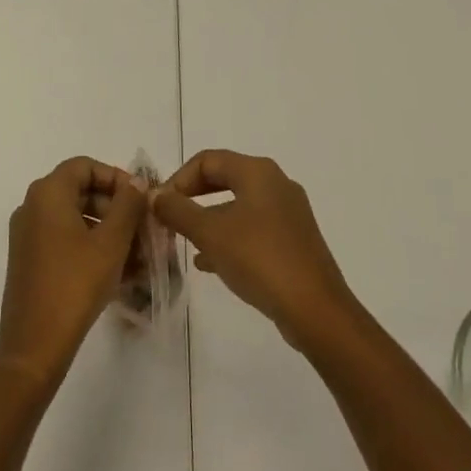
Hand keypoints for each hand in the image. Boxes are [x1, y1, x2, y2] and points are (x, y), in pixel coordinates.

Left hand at [0, 157, 146, 389]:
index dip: (116, 177)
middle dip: (115, 208)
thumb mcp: (111, 243)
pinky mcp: (29, 260)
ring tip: (137, 255)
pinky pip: (64, 239)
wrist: (34, 345)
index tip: (140, 201)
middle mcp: (32, 206)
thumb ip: (127, 205)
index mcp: (47, 193)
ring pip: (75, 218)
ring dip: (107, 230)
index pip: (85, 166)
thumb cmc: (75, 285)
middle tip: (143, 230)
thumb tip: (136, 181)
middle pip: (80, 190)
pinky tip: (117, 271)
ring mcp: (27, 234)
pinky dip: (90, 247)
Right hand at [152, 149, 359, 351]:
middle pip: (224, 178)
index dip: (178, 178)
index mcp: (257, 172)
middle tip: (170, 218)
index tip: (161, 205)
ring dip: (208, 219)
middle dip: (192, 196)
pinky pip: (252, 228)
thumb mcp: (210, 233)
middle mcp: (276, 183)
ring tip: (184, 241)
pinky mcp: (294, 240)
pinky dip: (228, 237)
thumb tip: (155, 195)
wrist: (315, 310)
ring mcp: (288, 213)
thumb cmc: (259, 259)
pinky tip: (209, 262)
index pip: (207, 160)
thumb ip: (178, 210)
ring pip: (238, 205)